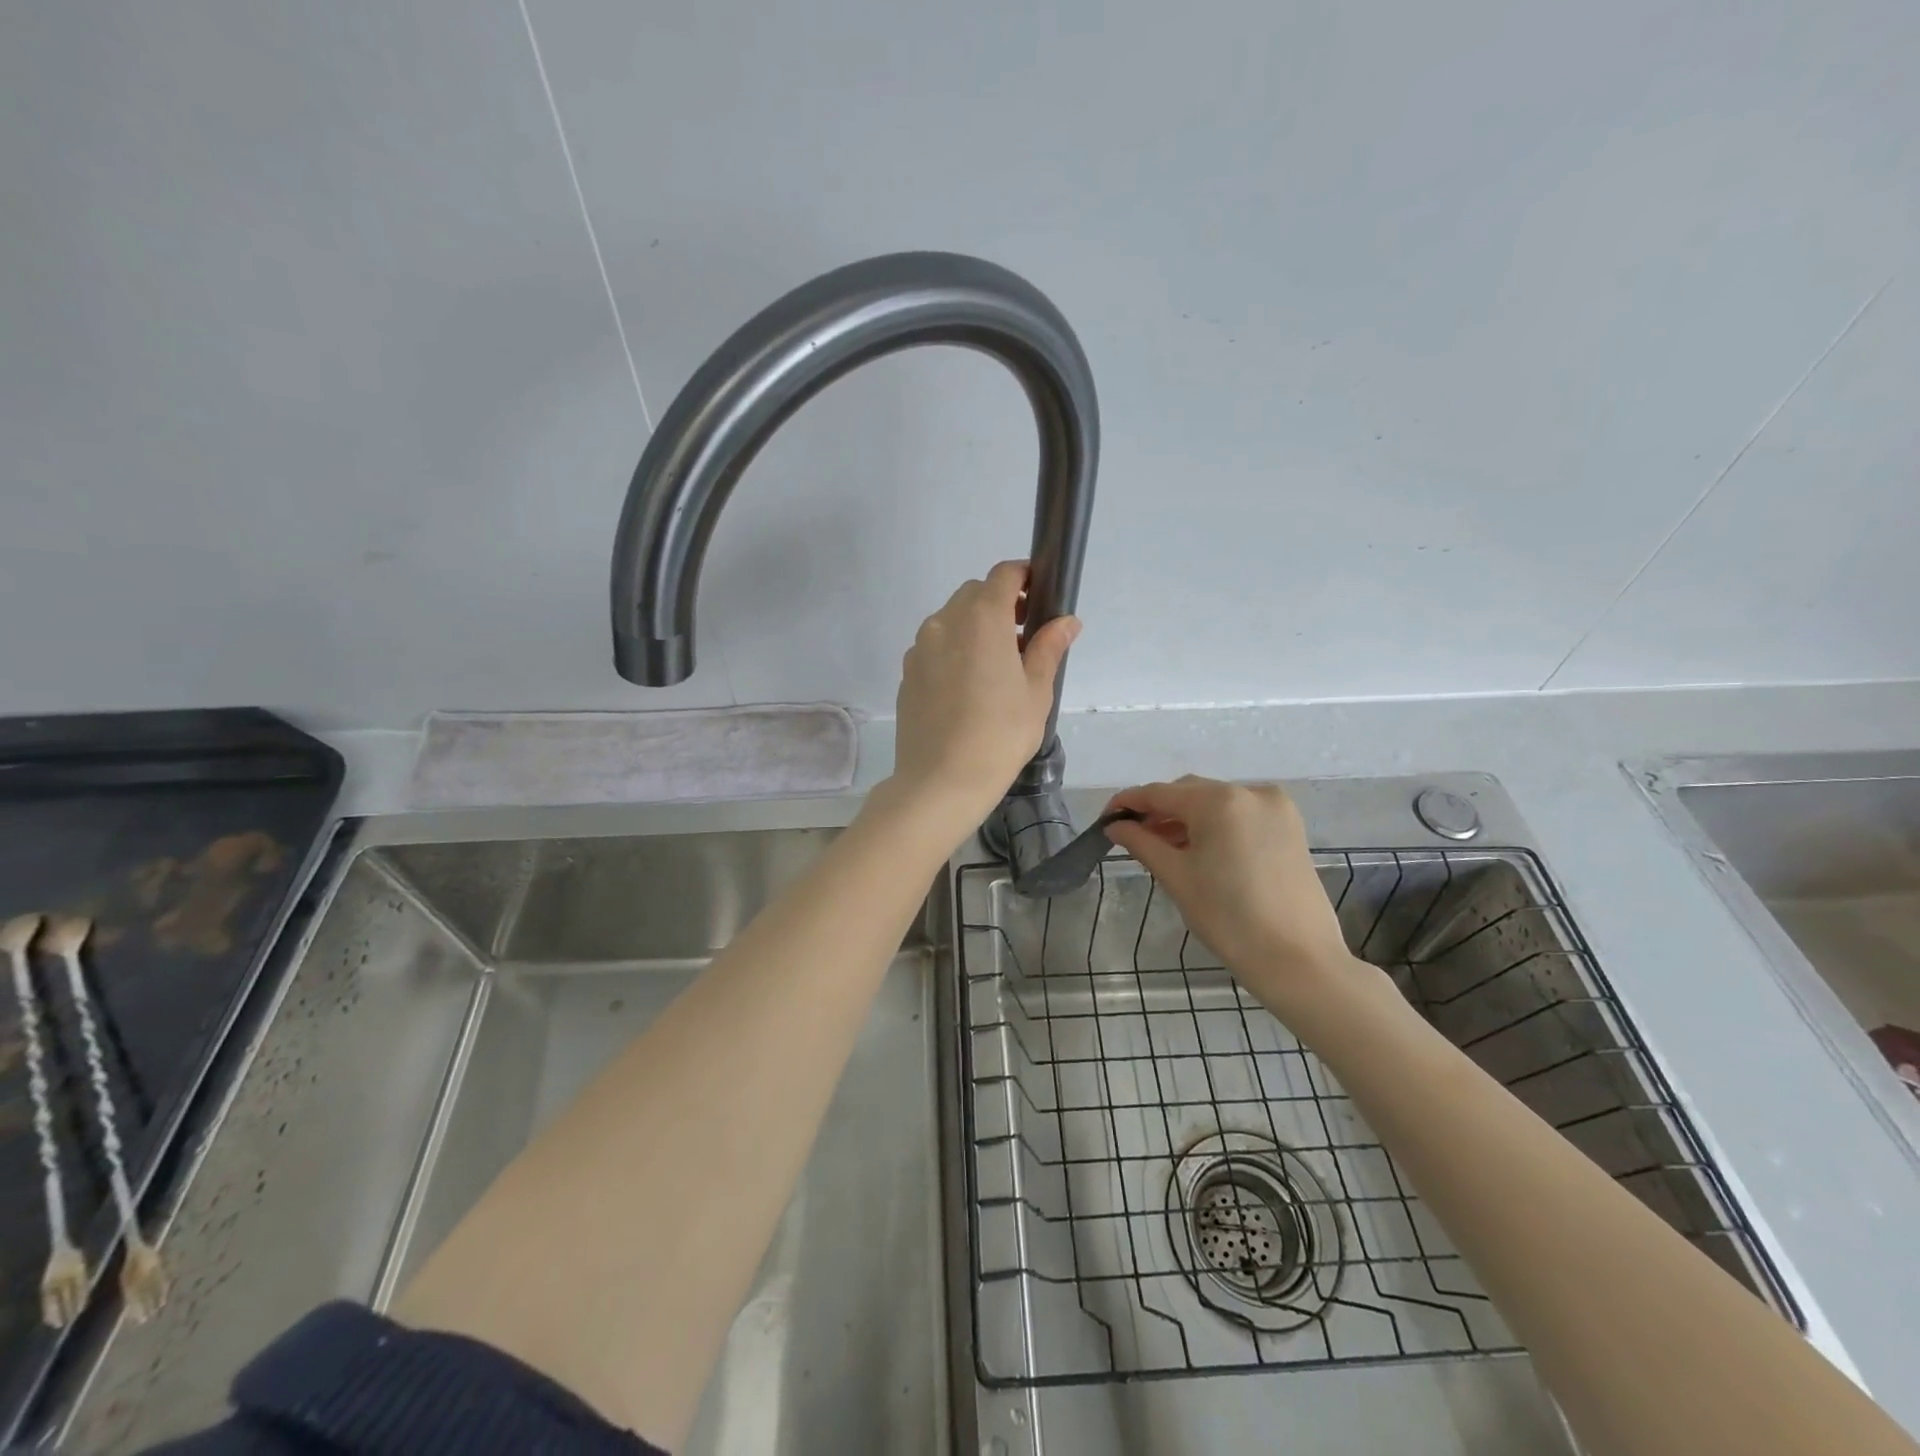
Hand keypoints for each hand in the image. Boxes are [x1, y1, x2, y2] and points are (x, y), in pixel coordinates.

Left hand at [889, 561, 1078, 828]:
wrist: (941, 781)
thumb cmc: (1000, 735)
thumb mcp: (1036, 692)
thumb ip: (1048, 648)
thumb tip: (1066, 621)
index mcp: (982, 619)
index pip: (1003, 575)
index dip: (1024, 577)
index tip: (1039, 596)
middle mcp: (945, 622)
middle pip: (974, 594)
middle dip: (1000, 604)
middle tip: (1023, 638)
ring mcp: (920, 647)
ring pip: (951, 619)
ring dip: (975, 627)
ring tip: (995, 666)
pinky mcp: (907, 672)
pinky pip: (934, 646)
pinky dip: (953, 650)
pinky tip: (967, 688)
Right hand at [1105, 777, 1361, 1008]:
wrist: (1299, 961)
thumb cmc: (1229, 919)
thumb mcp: (1177, 877)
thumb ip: (1142, 843)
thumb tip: (1116, 826)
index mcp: (1219, 801)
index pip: (1160, 793)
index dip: (1128, 803)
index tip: (1105, 821)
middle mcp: (1250, 792)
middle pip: (1189, 792)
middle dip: (1159, 811)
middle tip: (1132, 838)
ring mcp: (1275, 808)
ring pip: (1216, 803)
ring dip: (1187, 819)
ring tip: (1163, 848)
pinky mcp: (1290, 827)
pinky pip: (1240, 815)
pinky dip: (1215, 826)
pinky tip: (1199, 851)